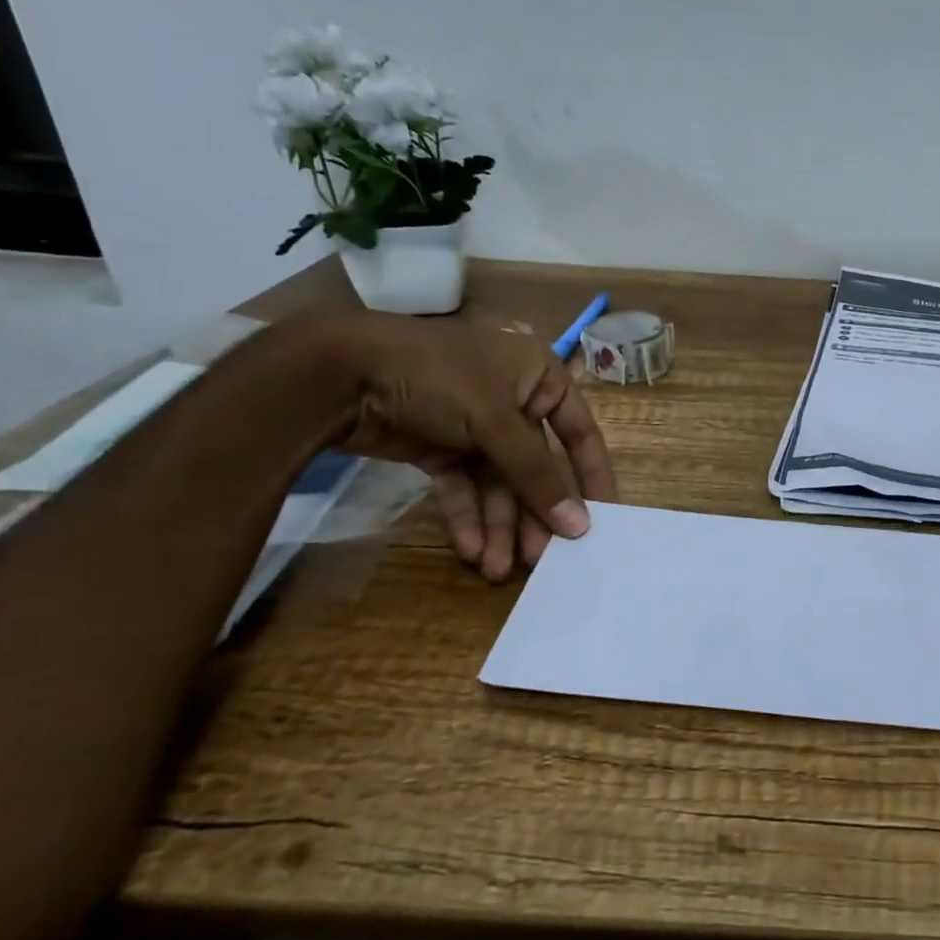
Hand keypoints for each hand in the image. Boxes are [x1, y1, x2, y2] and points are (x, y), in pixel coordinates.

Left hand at [326, 310, 618, 579]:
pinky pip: (463, 486)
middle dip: (533, 514)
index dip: (591, 477)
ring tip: (497, 569)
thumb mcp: (496, 422)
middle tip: (540, 561)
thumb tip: (580, 525)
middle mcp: (513, 400)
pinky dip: (467, 517)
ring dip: (499, 525)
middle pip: (535, 467)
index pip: (580, 433)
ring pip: (498, 483)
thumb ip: (538, 475)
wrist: (337, 371)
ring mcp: (474, 425)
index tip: (602, 521)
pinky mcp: (439, 447)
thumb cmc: (438, 378)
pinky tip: (470, 550)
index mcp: (540, 378)